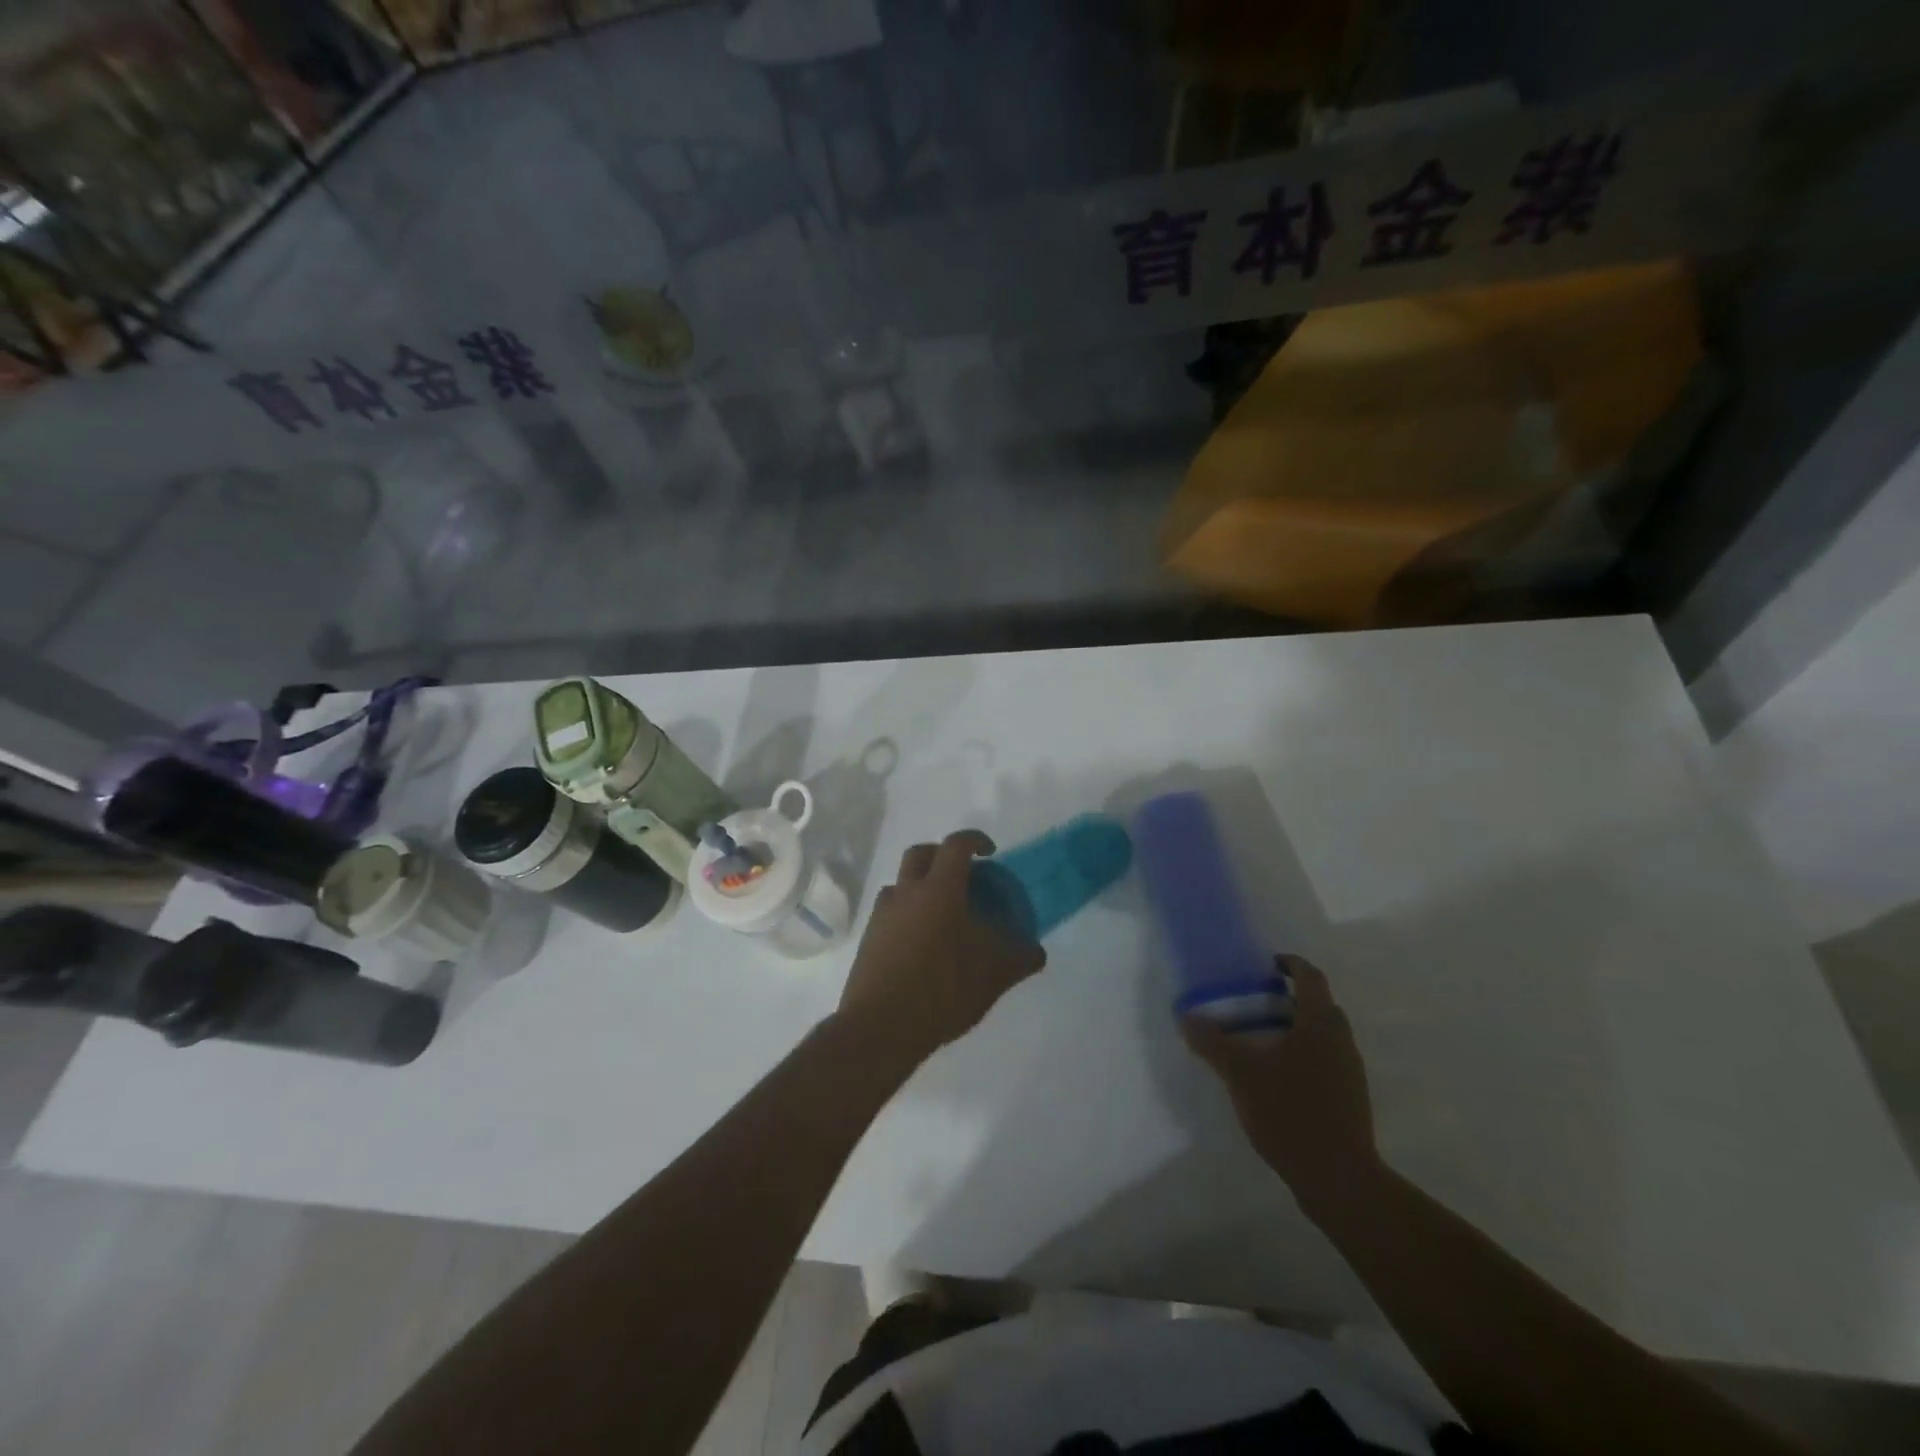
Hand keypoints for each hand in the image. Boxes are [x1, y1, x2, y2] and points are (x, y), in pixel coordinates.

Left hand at [837, 830, 1046, 1062]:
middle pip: (921, 854)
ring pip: (901, 884)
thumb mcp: (996, 974)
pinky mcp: (868, 939)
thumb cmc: (944, 989)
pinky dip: (907, 916)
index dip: (975, 840)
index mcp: (939, 889)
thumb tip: (1036, 950)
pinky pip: (890, 914)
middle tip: (962, 876)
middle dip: (942, 856)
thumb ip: (1021, 956)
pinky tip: (923, 946)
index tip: (990, 853)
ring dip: (921, 887)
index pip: (957, 845)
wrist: (882, 1026)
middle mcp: (906, 892)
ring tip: (942, 915)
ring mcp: (882, 915)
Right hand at [1182, 956, 1380, 1220]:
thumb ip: (1213, 1042)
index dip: (1291, 964)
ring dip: (1296, 1028)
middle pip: (1321, 1006)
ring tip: (1260, 1040)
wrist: (1339, 1179)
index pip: (1311, 978)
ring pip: (1324, 1036)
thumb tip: (1187, 1017)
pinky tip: (1276, 1078)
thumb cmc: (1291, 1113)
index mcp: (1320, 1024)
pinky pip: (1326, 1062)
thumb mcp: (1241, 1074)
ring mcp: (1350, 1073)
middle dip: (1291, 998)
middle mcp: (1341, 1041)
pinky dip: (1303, 1056)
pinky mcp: (1350, 1100)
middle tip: (1256, 1002)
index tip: (1267, 964)